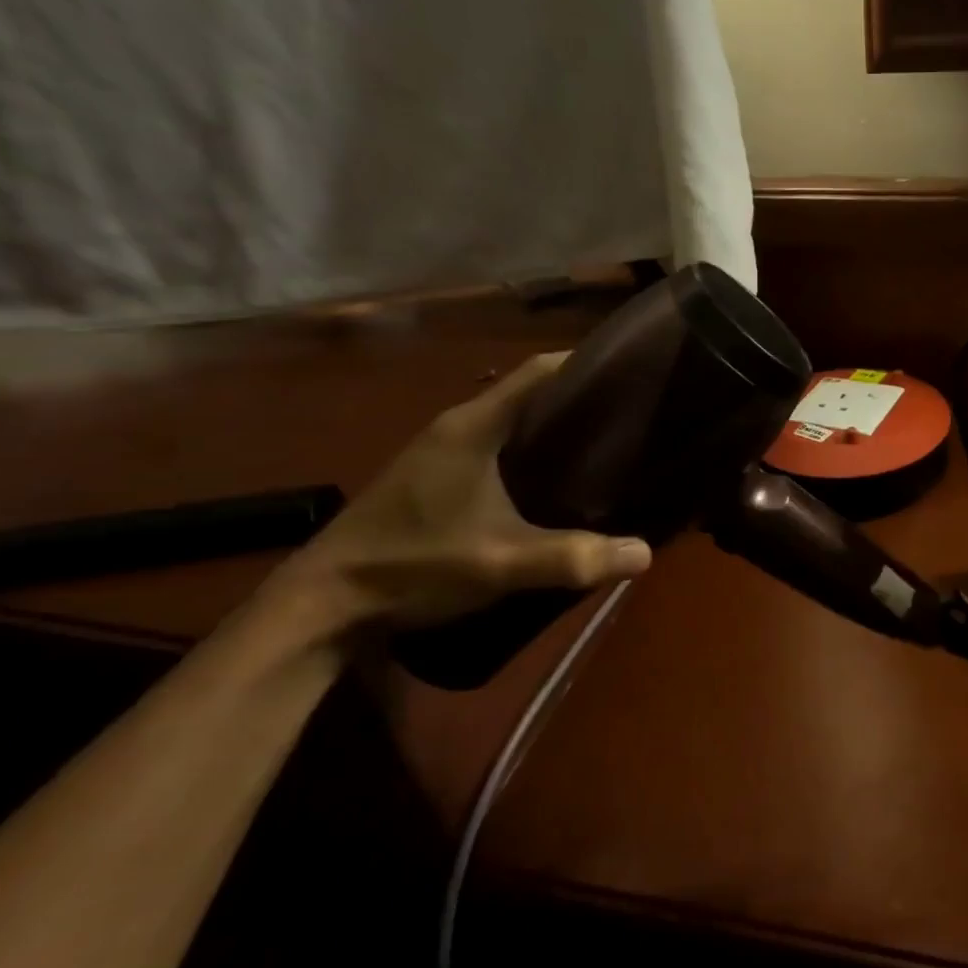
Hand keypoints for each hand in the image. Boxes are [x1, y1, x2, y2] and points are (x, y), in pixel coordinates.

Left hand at [272, 354, 651, 637]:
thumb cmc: (413, 565)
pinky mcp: (434, 477)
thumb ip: (573, 558)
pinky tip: (553, 484)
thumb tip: (645, 554)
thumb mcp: (501, 564)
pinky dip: (531, 453)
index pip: (539, 371)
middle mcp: (457, 426)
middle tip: (633, 419)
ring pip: (512, 423)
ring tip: (605, 450)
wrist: (322, 603)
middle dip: (580, 401)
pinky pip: (496, 448)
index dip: (586, 364)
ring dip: (554, 430)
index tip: (631, 374)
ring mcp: (441, 451)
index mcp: (474, 426)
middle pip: (530, 394)